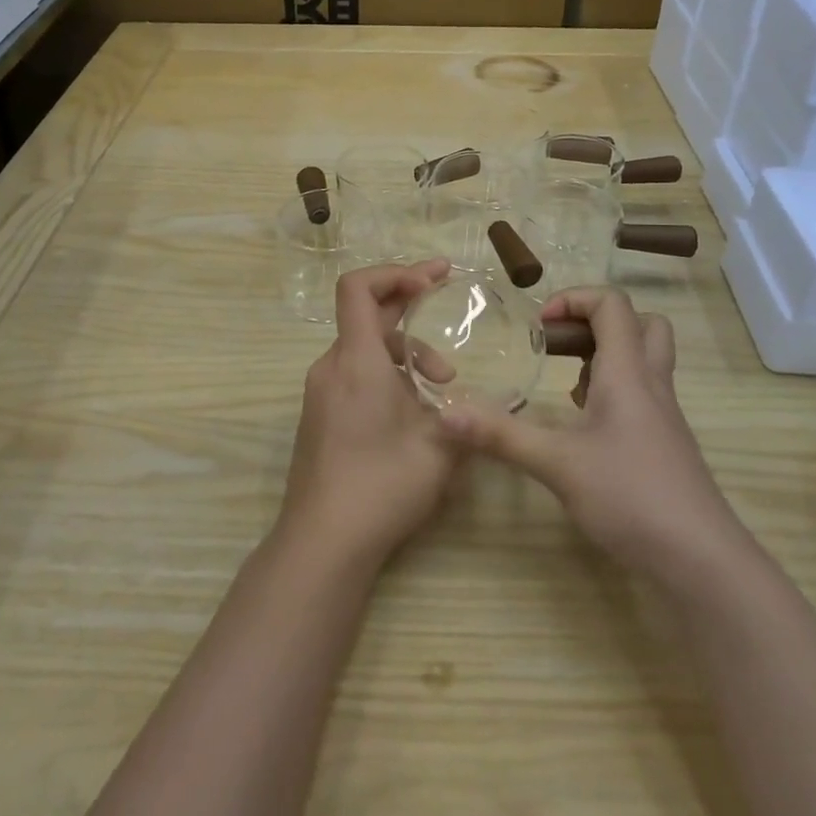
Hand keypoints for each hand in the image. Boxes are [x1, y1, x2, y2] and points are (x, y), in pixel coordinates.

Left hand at [278, 259, 458, 568]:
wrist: (322, 543)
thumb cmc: (381, 486)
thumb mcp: (439, 449)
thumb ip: (468, 417)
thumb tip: (495, 408)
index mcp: (356, 360)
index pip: (358, 288)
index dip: (395, 273)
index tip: (433, 279)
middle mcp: (332, 367)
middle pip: (367, 317)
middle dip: (411, 310)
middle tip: (448, 316)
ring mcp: (322, 393)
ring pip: (365, 350)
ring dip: (404, 354)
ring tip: (441, 388)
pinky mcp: (320, 416)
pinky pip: (354, 374)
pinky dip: (386, 374)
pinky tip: (413, 411)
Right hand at [437, 286, 742, 584]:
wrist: (701, 559)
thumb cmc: (631, 496)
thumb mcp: (557, 464)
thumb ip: (502, 435)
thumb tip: (447, 414)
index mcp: (628, 372)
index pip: (612, 305)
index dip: (574, 300)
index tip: (539, 327)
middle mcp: (651, 383)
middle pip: (640, 324)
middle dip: (594, 322)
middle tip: (557, 346)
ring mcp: (663, 414)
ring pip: (642, 359)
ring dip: (603, 355)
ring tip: (563, 381)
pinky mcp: (664, 442)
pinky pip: (640, 392)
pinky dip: (611, 389)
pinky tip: (583, 422)